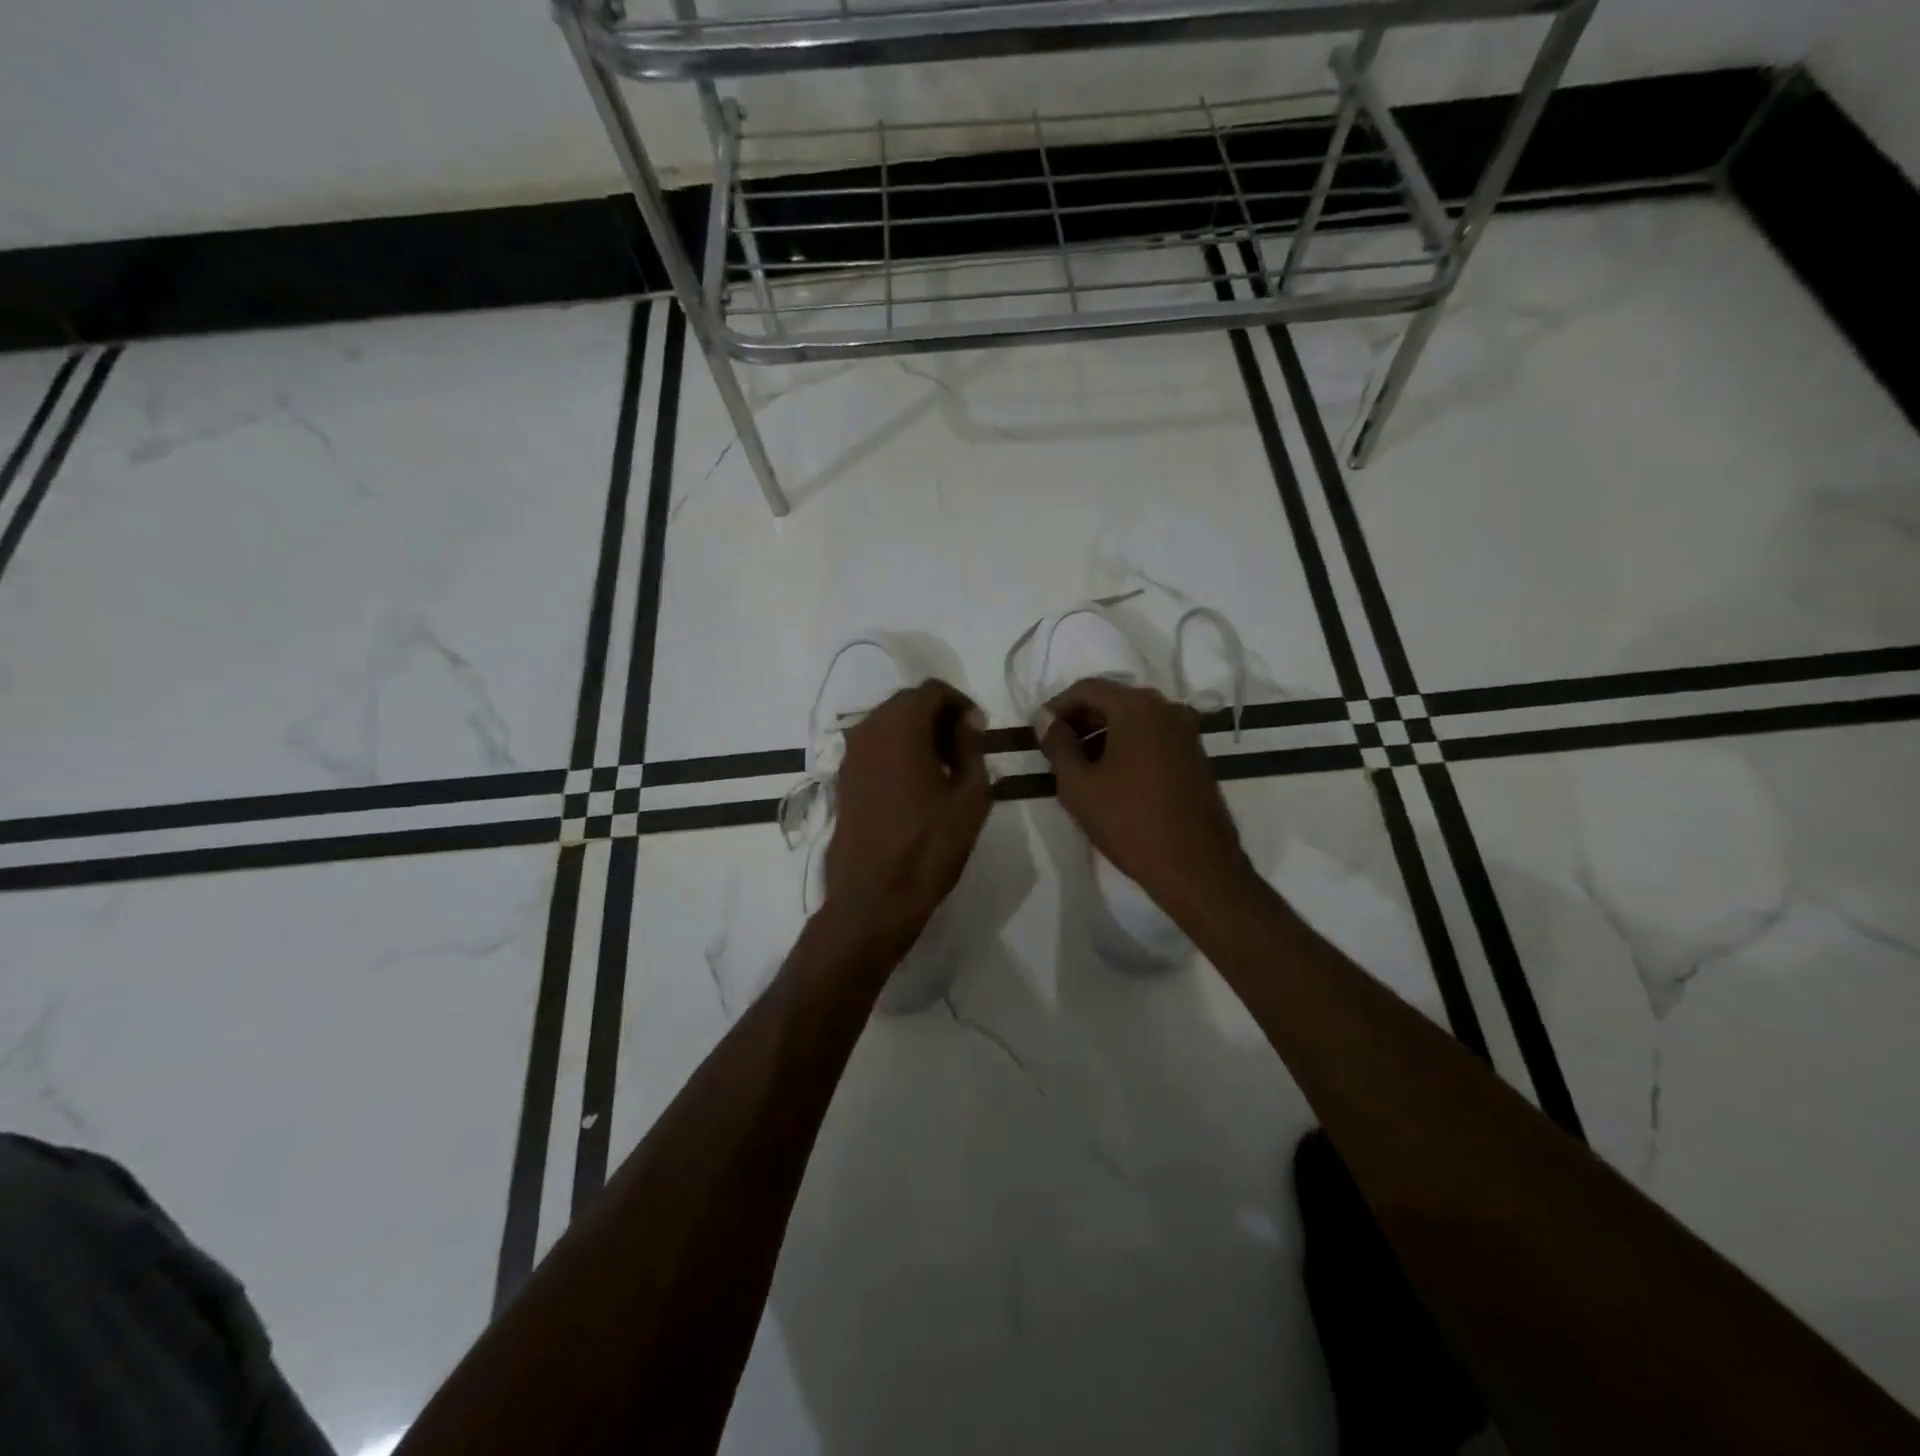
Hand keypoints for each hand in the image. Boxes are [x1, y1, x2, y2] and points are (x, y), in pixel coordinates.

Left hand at [824, 680, 990, 941]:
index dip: (961, 704)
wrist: (873, 897)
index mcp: (901, 726)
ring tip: (944, 769)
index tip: (979, 731)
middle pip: (907, 703)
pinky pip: (874, 748)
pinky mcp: (842, 779)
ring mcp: (850, 755)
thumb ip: (972, 749)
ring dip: (917, 734)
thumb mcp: (970, 797)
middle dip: (938, 717)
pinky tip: (917, 785)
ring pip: (888, 724)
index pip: (933, 690)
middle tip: (965, 749)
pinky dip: (897, 752)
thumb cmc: (929, 846)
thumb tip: (968, 723)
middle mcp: (868, 730)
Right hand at [1039, 678, 1255, 927]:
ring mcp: (1187, 732)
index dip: (1058, 706)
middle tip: (1055, 749)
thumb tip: (1044, 717)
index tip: (1039, 731)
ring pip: (1134, 720)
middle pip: (1113, 700)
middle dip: (1081, 720)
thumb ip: (1057, 743)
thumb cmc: (1129, 822)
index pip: (1087, 688)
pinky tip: (1111, 777)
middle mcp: (1167, 708)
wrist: (1196, 867)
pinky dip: (1128, 746)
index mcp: (1137, 707)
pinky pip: (1153, 737)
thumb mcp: (1079, 785)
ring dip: (1103, 734)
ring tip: (1079, 767)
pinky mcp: (1196, 755)